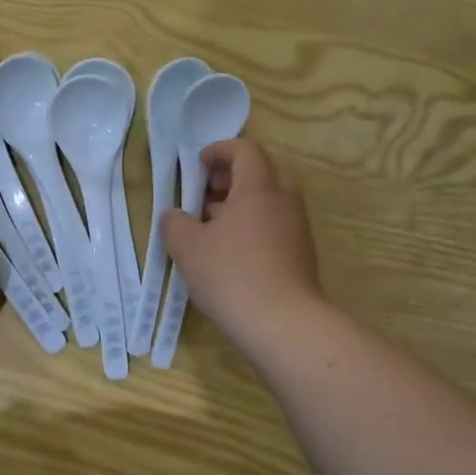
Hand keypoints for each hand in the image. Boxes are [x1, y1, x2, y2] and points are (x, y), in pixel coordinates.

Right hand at [160, 139, 323, 349]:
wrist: (284, 324)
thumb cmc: (232, 274)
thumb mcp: (188, 247)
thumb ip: (175, 224)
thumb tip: (174, 216)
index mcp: (258, 187)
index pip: (245, 150)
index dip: (219, 151)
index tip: (198, 164)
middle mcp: (284, 201)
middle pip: (261, 174)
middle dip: (231, 179)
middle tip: (205, 195)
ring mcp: (297, 229)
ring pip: (269, 203)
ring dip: (241, 206)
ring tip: (212, 229)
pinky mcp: (302, 256)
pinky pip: (275, 228)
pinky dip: (253, 229)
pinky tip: (231, 255)